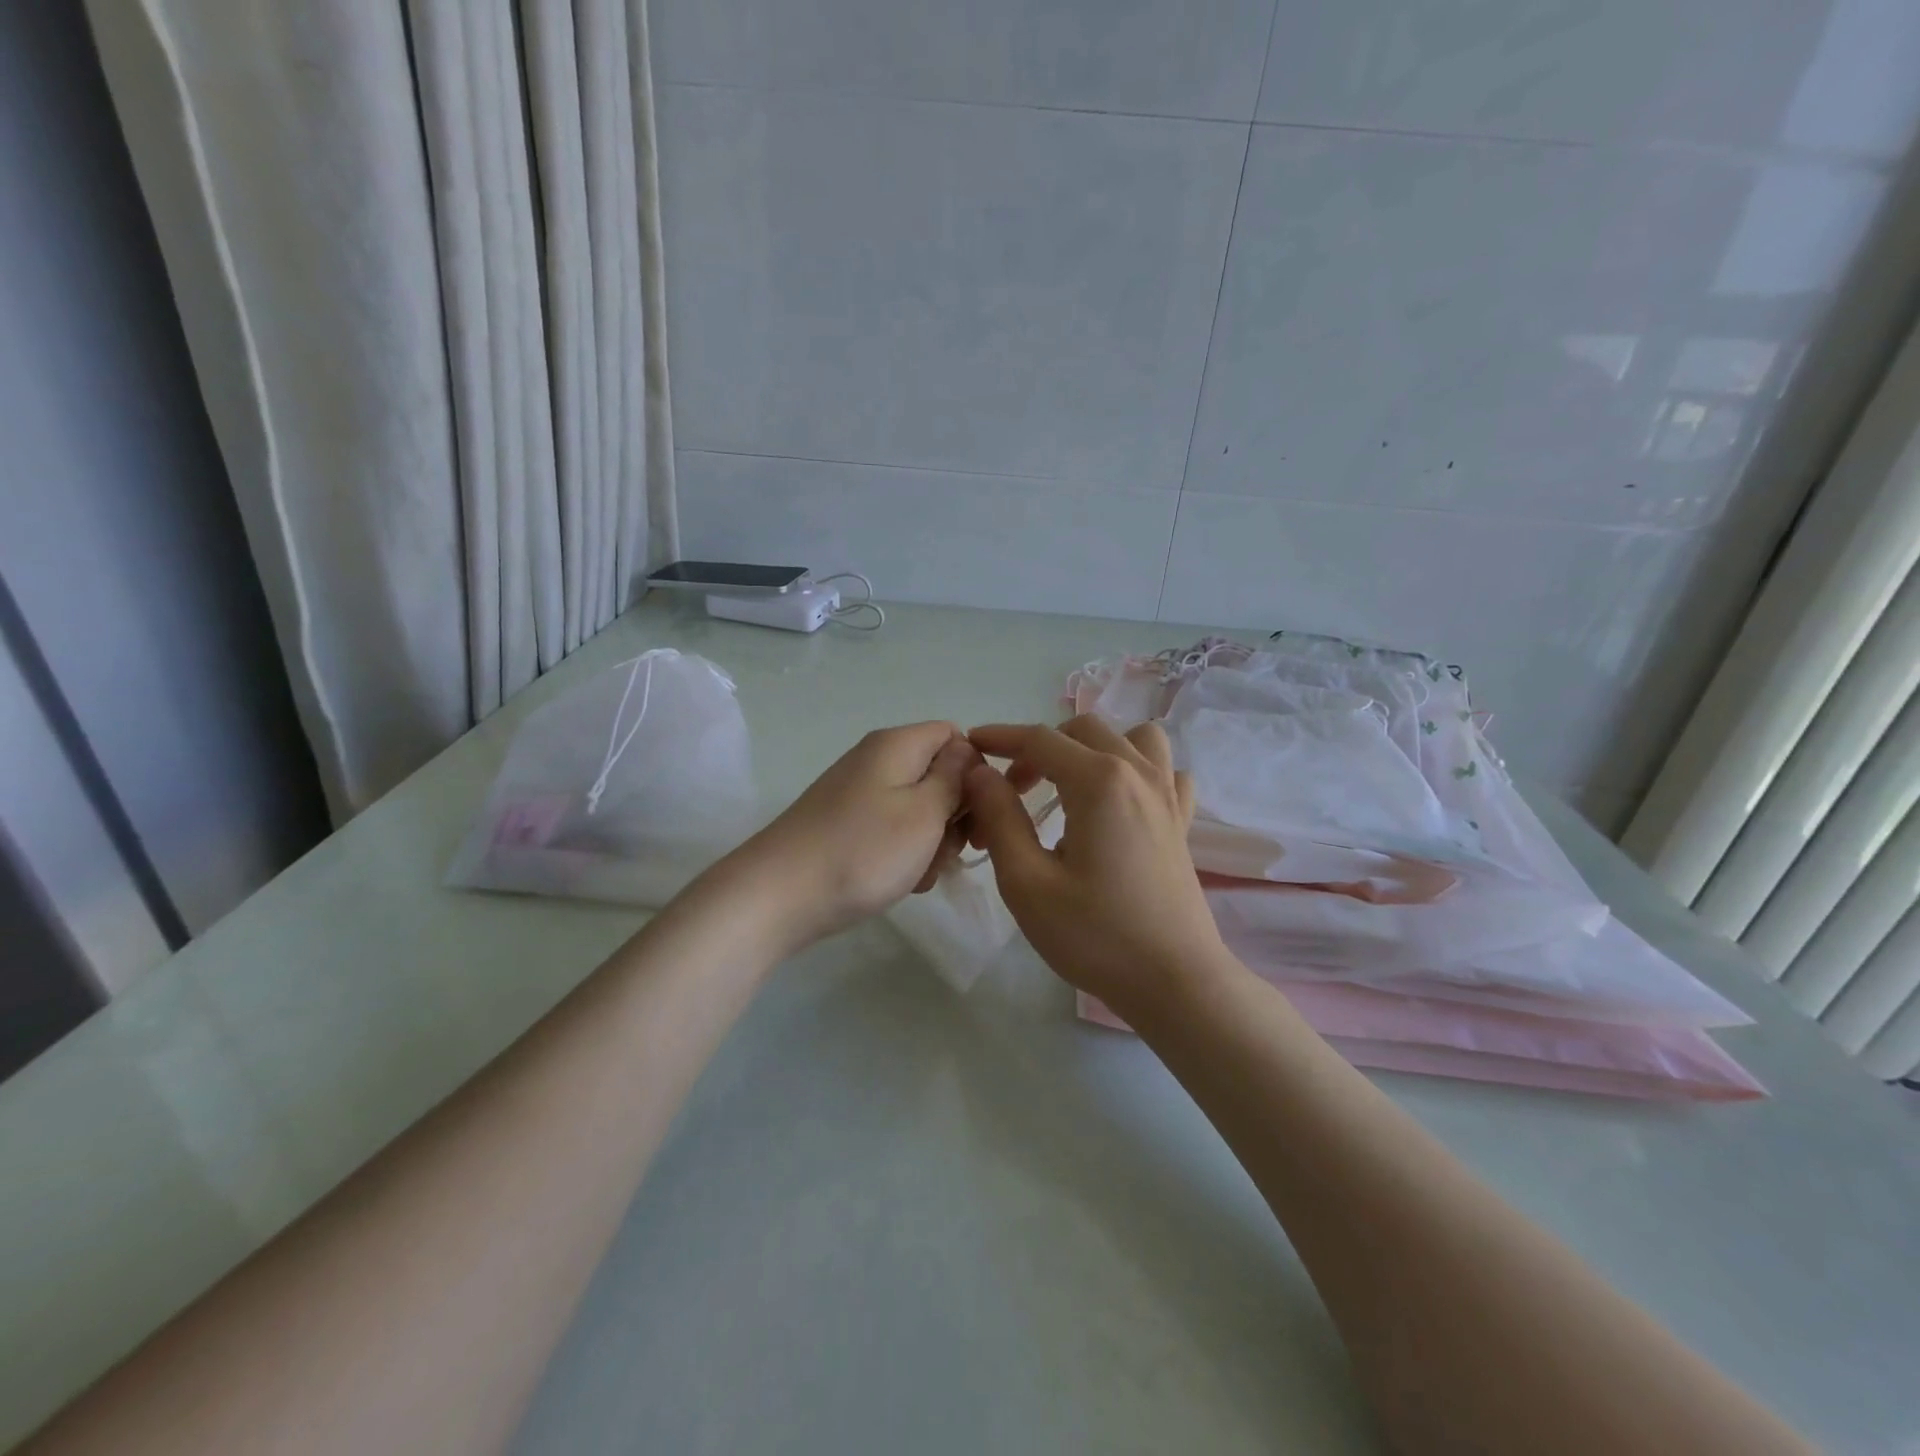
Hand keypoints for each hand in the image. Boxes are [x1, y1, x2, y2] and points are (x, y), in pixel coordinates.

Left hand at [735, 721, 981, 948]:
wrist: (778, 896)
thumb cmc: (863, 851)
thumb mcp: (925, 813)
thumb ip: (954, 778)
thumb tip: (965, 752)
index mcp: (898, 744)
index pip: (955, 737)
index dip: (975, 772)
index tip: (978, 814)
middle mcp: (876, 760)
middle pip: (938, 774)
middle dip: (954, 814)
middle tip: (950, 851)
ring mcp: (858, 793)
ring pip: (918, 808)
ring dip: (931, 842)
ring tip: (919, 874)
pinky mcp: (846, 824)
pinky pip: (891, 830)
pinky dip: (904, 854)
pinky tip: (900, 882)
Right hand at [965, 717, 1228, 1016]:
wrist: (1174, 982)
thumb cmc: (1094, 935)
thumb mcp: (1027, 882)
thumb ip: (999, 818)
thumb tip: (980, 772)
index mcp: (1098, 781)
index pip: (1040, 739)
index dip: (1000, 738)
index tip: (971, 746)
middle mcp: (1138, 773)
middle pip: (1082, 730)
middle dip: (1040, 747)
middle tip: (1013, 789)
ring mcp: (1167, 795)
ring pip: (1133, 737)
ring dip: (1095, 747)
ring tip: (1071, 784)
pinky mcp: (1182, 821)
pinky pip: (1164, 771)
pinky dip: (1139, 771)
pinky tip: (1121, 804)